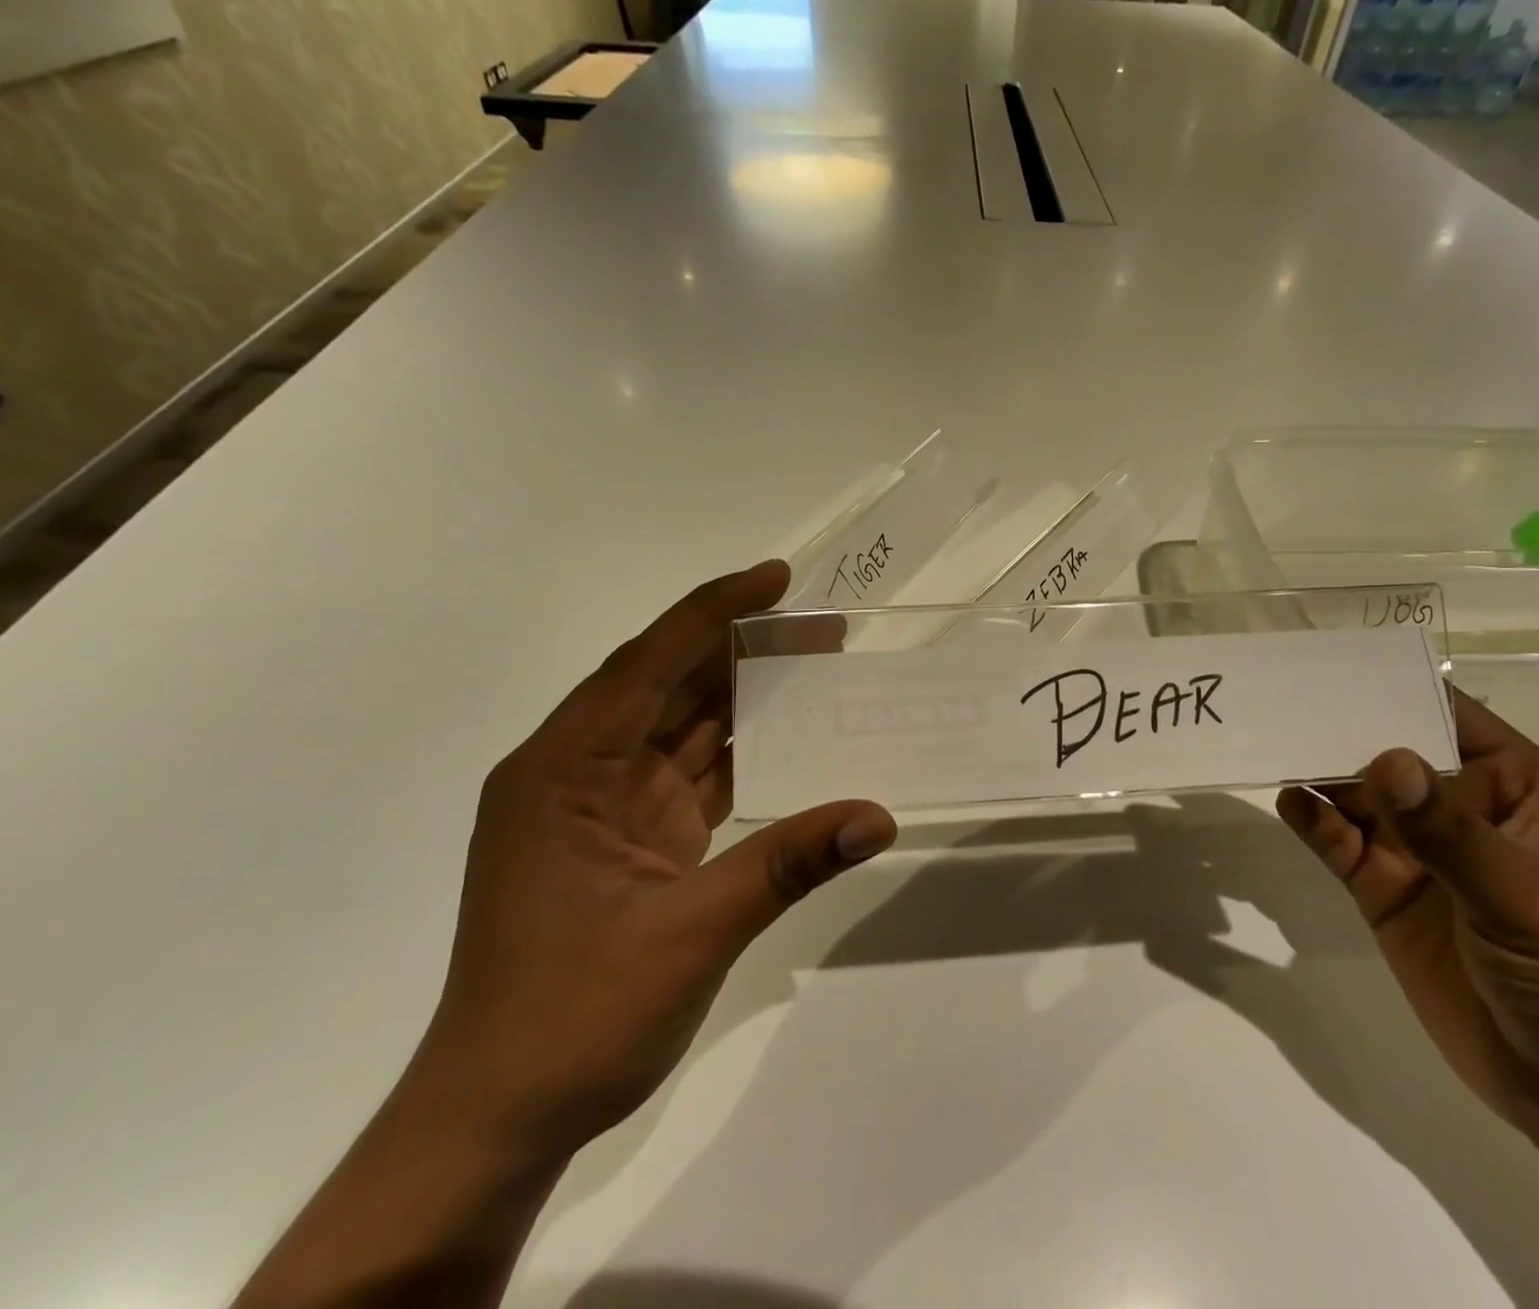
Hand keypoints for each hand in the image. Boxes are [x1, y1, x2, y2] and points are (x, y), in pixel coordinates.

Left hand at [410, 560, 896, 1166]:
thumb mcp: (686, 935)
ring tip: (815, 668)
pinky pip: (692, 775)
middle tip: (819, 628)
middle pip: (667, 686)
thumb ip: (785, 865)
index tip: (776, 579)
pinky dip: (741, 753)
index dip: (714, 612)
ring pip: (682, 728)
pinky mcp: (630, 840)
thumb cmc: (571, 1018)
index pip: (647, 663)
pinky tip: (791, 740)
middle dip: (741, 649)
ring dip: (744, 698)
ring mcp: (603, 807)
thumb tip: (878, 816)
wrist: (500, 1118)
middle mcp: (577, 772)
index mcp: (562, 770)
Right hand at [1277, 692, 1538, 1141]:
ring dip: (1318, 773)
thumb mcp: (1522, 892)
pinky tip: (1290, 802)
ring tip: (1271, 745)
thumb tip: (1384, 759)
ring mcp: (1420, 852)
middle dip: (1340, 730)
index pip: (1447, 716)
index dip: (1395, 687)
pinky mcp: (1386, 892)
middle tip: (1279, 701)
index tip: (1331, 663)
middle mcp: (1460, 809)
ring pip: (1357, 796)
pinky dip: (1314, 821)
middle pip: (1389, 753)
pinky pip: (1341, 843)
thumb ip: (1447, 828)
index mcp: (1514, 787)